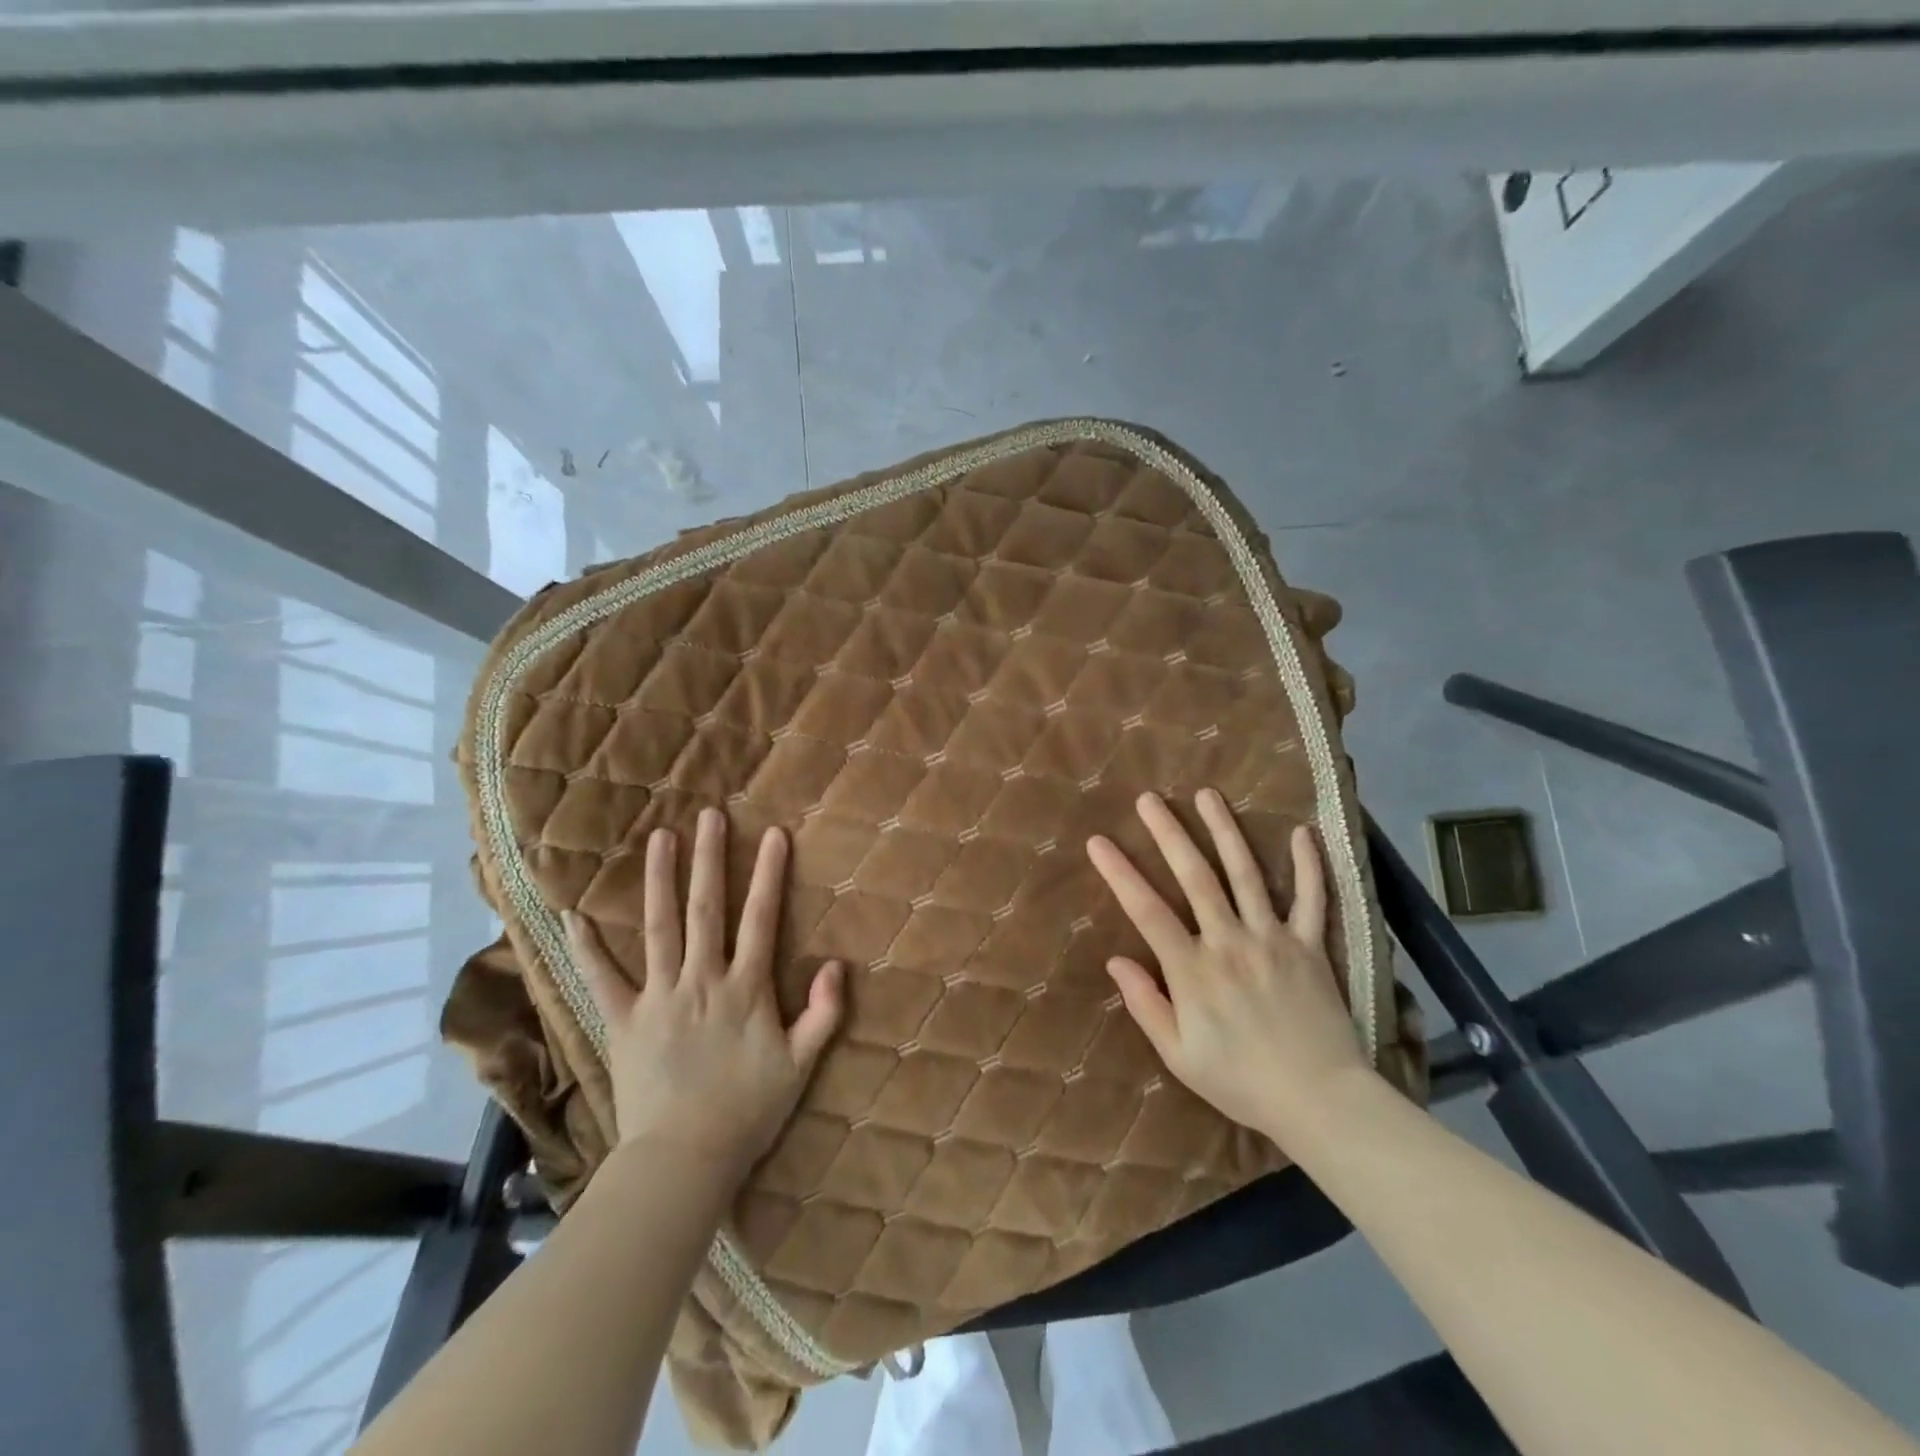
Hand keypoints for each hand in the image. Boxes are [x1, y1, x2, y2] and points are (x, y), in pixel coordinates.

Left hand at [562, 809, 843, 1176]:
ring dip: (660, 880)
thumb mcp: (801, 1065)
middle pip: (705, 910)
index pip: (761, 919)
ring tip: (660, 838)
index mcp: (746, 989)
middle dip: (710, 859)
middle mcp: (702, 980)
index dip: (769, 874)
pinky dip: (587, 947)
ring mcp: (659, 997)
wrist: (684, 1160)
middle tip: (709, 815)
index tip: (774, 834)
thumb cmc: (748, 1111)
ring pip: (659, 928)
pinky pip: (602, 979)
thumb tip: (836, 965)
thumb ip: (822, 1013)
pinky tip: (573, 914)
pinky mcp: (623, 1021)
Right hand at [1085, 789, 1371, 1146]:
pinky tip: (1302, 832)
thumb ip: (1146, 1005)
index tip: (1098, 841)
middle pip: (1195, 877)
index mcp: (1193, 970)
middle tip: (1150, 799)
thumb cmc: (1241, 1082)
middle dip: (1169, 833)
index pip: (1147, 910)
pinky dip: (1308, 865)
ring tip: (1208, 795)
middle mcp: (1229, 942)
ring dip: (1225, 831)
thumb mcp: (1179, 1055)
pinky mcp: (1310, 947)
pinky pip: (1312, 899)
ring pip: (1246, 874)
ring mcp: (1273, 939)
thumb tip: (1115, 961)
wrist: (1321, 1102)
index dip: (1120, 873)